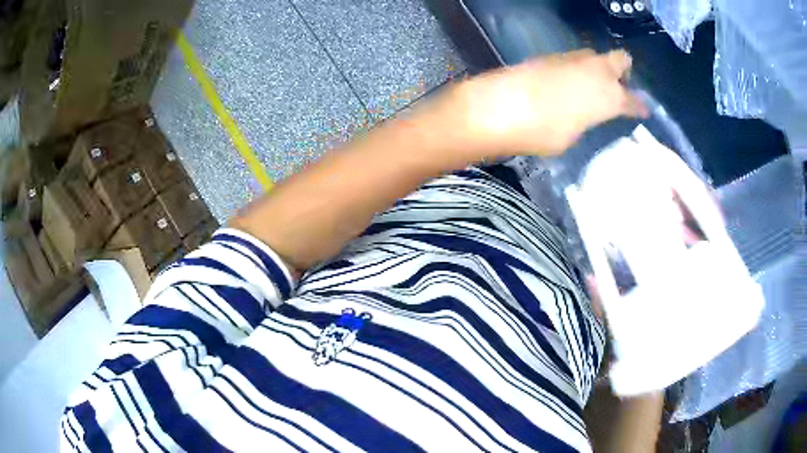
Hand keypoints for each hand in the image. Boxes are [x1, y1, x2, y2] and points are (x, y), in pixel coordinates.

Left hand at [436, 49, 647, 159]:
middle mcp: (596, 70)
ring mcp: (573, 58)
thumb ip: (586, 120)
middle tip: (617, 86)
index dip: (639, 106)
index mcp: (609, 96)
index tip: (642, 110)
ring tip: (590, 85)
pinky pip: (573, 59)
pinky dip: (575, 69)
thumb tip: (584, 113)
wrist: (500, 105)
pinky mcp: (550, 55)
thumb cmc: (543, 131)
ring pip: (595, 56)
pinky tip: (565, 82)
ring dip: (597, 68)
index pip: (633, 100)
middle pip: (621, 60)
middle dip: (623, 71)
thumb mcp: (573, 136)